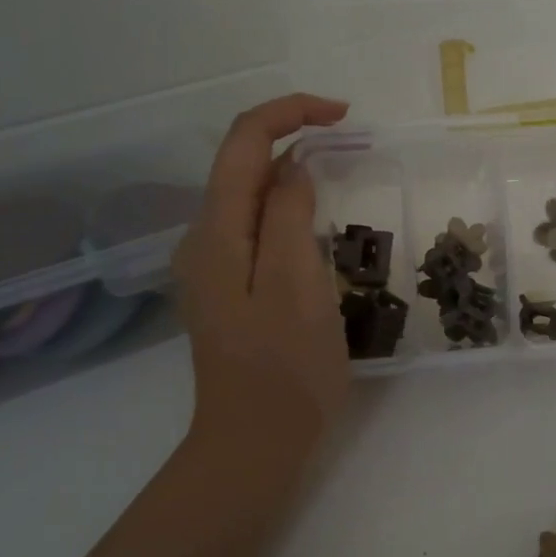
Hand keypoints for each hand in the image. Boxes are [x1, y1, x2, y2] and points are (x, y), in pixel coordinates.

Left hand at [172, 94, 350, 447]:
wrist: (254, 444)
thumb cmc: (285, 368)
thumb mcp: (296, 284)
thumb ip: (290, 216)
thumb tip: (294, 168)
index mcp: (216, 232)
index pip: (243, 141)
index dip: (289, 113)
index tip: (343, 116)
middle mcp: (204, 239)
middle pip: (241, 163)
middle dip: (292, 137)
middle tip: (351, 143)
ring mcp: (214, 265)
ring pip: (250, 195)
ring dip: (292, 172)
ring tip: (341, 176)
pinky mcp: (231, 286)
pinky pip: (257, 226)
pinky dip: (288, 207)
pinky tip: (319, 224)